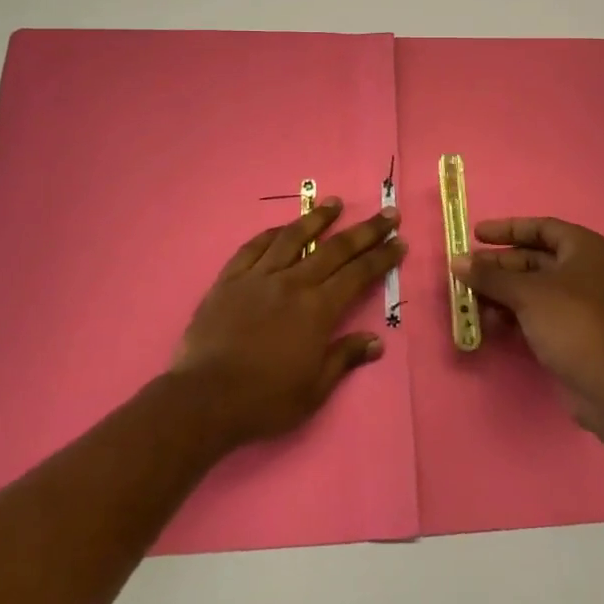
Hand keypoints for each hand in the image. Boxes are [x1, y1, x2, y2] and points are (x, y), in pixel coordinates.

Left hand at [173, 199, 403, 448]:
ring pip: (294, 237)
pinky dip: (273, 233)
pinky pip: (254, 247)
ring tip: (335, 203)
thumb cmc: (264, 400)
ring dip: (318, 218)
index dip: (382, 257)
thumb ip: (344, 358)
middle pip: (335, 249)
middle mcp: (293, 283)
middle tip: (387, 214)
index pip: (358, 274)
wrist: (204, 399)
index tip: (399, 241)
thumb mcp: (314, 390)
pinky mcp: (230, 279)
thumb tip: (375, 340)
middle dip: (365, 230)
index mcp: (318, 309)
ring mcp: (259, 277)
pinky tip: (283, 227)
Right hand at [465, 217, 603, 429]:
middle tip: (465, 271)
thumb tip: (456, 261)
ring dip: (500, 291)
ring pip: (531, 287)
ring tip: (468, 298)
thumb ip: (490, 276)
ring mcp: (579, 302)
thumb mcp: (526, 293)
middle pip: (533, 258)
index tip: (476, 235)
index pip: (541, 228)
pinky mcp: (570, 330)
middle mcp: (584, 269)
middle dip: (498, 266)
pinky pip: (535, 311)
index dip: (507, 229)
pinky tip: (486, 320)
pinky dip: (512, 312)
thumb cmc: (570, 321)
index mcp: (584, 248)